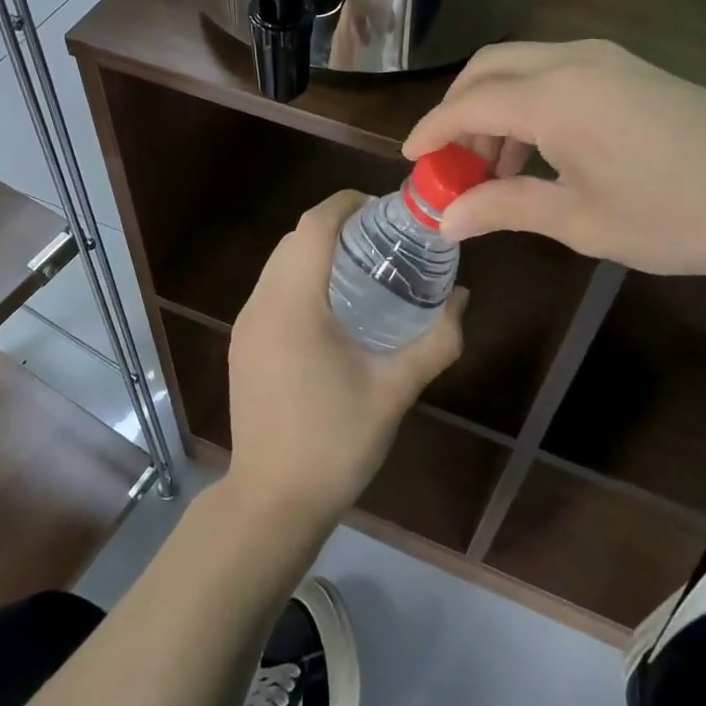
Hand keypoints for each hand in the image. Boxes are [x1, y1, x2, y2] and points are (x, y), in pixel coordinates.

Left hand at [226, 191, 465, 528]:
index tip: (384, 208)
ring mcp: (246, 324)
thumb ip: (436, 341)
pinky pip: (271, 289)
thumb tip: (462, 298)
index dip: (347, 204)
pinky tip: (333, 306)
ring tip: (362, 265)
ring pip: (279, 262)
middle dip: (336, 225)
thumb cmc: (335, 443)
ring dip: (316, 250)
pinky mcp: (243, 344)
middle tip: (383, 238)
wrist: (272, 501)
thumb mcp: (395, 390)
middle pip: (295, 239)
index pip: (314, 226)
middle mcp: (261, 304)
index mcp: (293, 305)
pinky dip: (300, 277)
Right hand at [402, 39, 705, 279]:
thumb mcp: (582, 221)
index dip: (432, 130)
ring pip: (521, 66)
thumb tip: (445, 219)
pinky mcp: (629, 68)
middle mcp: (570, 60)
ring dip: (494, 106)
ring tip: (492, 167)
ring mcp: (604, 58)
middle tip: (449, 161)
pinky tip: (539, 151)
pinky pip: (555, 72)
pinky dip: (528, 102)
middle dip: (457, 109)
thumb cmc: (679, 213)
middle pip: (487, 68)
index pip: (467, 103)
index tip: (409, 160)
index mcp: (552, 96)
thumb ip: (505, 208)